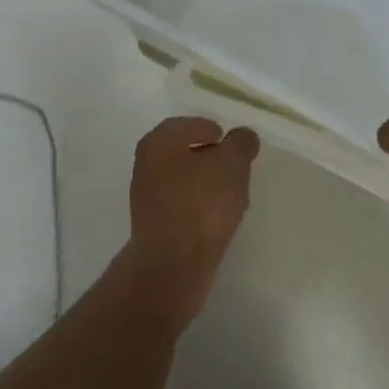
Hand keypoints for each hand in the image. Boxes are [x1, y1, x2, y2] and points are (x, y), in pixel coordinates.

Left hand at [126, 116, 258, 326]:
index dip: (214, 131)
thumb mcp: (232, 164)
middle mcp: (146, 163)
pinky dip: (197, 206)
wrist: (172, 264)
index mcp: (159, 141)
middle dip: (210, 158)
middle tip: (235, 168)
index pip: (190, 124)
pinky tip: (215, 218)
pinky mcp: (152, 225)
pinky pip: (180, 205)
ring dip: (204, 183)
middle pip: (184, 151)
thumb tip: (243, 136)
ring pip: (182, 179)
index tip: (233, 146)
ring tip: (229, 195)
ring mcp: (146, 196)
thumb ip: (241, 144)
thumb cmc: (201, 203)